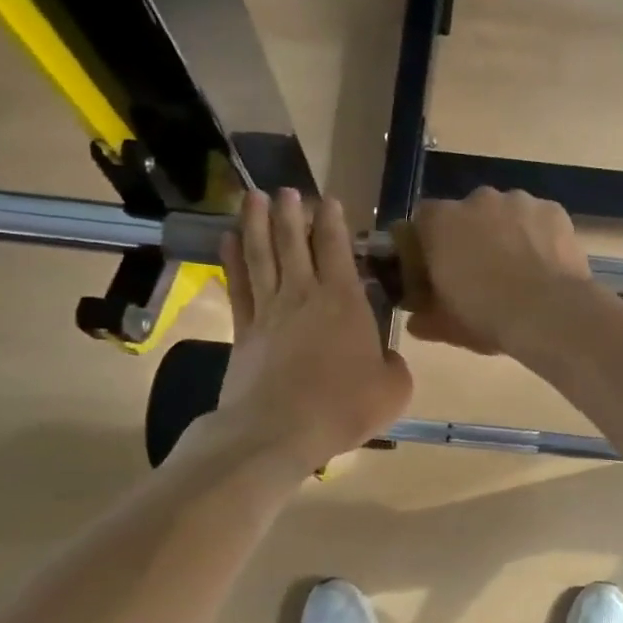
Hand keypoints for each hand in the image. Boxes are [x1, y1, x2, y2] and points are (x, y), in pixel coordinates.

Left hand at [212, 189, 411, 472]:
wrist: (277, 432)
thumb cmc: (342, 407)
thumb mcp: (393, 389)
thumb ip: (395, 364)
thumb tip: (386, 356)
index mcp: (344, 302)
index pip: (337, 249)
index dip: (333, 222)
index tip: (330, 200)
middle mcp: (304, 295)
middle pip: (293, 242)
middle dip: (290, 212)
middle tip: (286, 190)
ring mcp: (269, 310)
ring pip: (261, 255)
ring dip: (256, 223)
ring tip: (253, 197)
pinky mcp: (244, 330)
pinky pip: (238, 285)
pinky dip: (232, 259)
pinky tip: (227, 239)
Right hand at [405, 188, 594, 357]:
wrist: (550, 314)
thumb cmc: (487, 316)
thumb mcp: (445, 326)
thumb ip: (423, 315)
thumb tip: (417, 320)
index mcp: (440, 222)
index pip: (422, 221)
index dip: (427, 245)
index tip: (435, 270)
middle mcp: (477, 200)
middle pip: (466, 214)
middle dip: (470, 236)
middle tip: (480, 271)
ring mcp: (519, 201)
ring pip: (505, 213)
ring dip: (506, 233)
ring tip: (519, 269)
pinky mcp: (553, 210)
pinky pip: (538, 219)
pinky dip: (538, 235)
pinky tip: (546, 263)